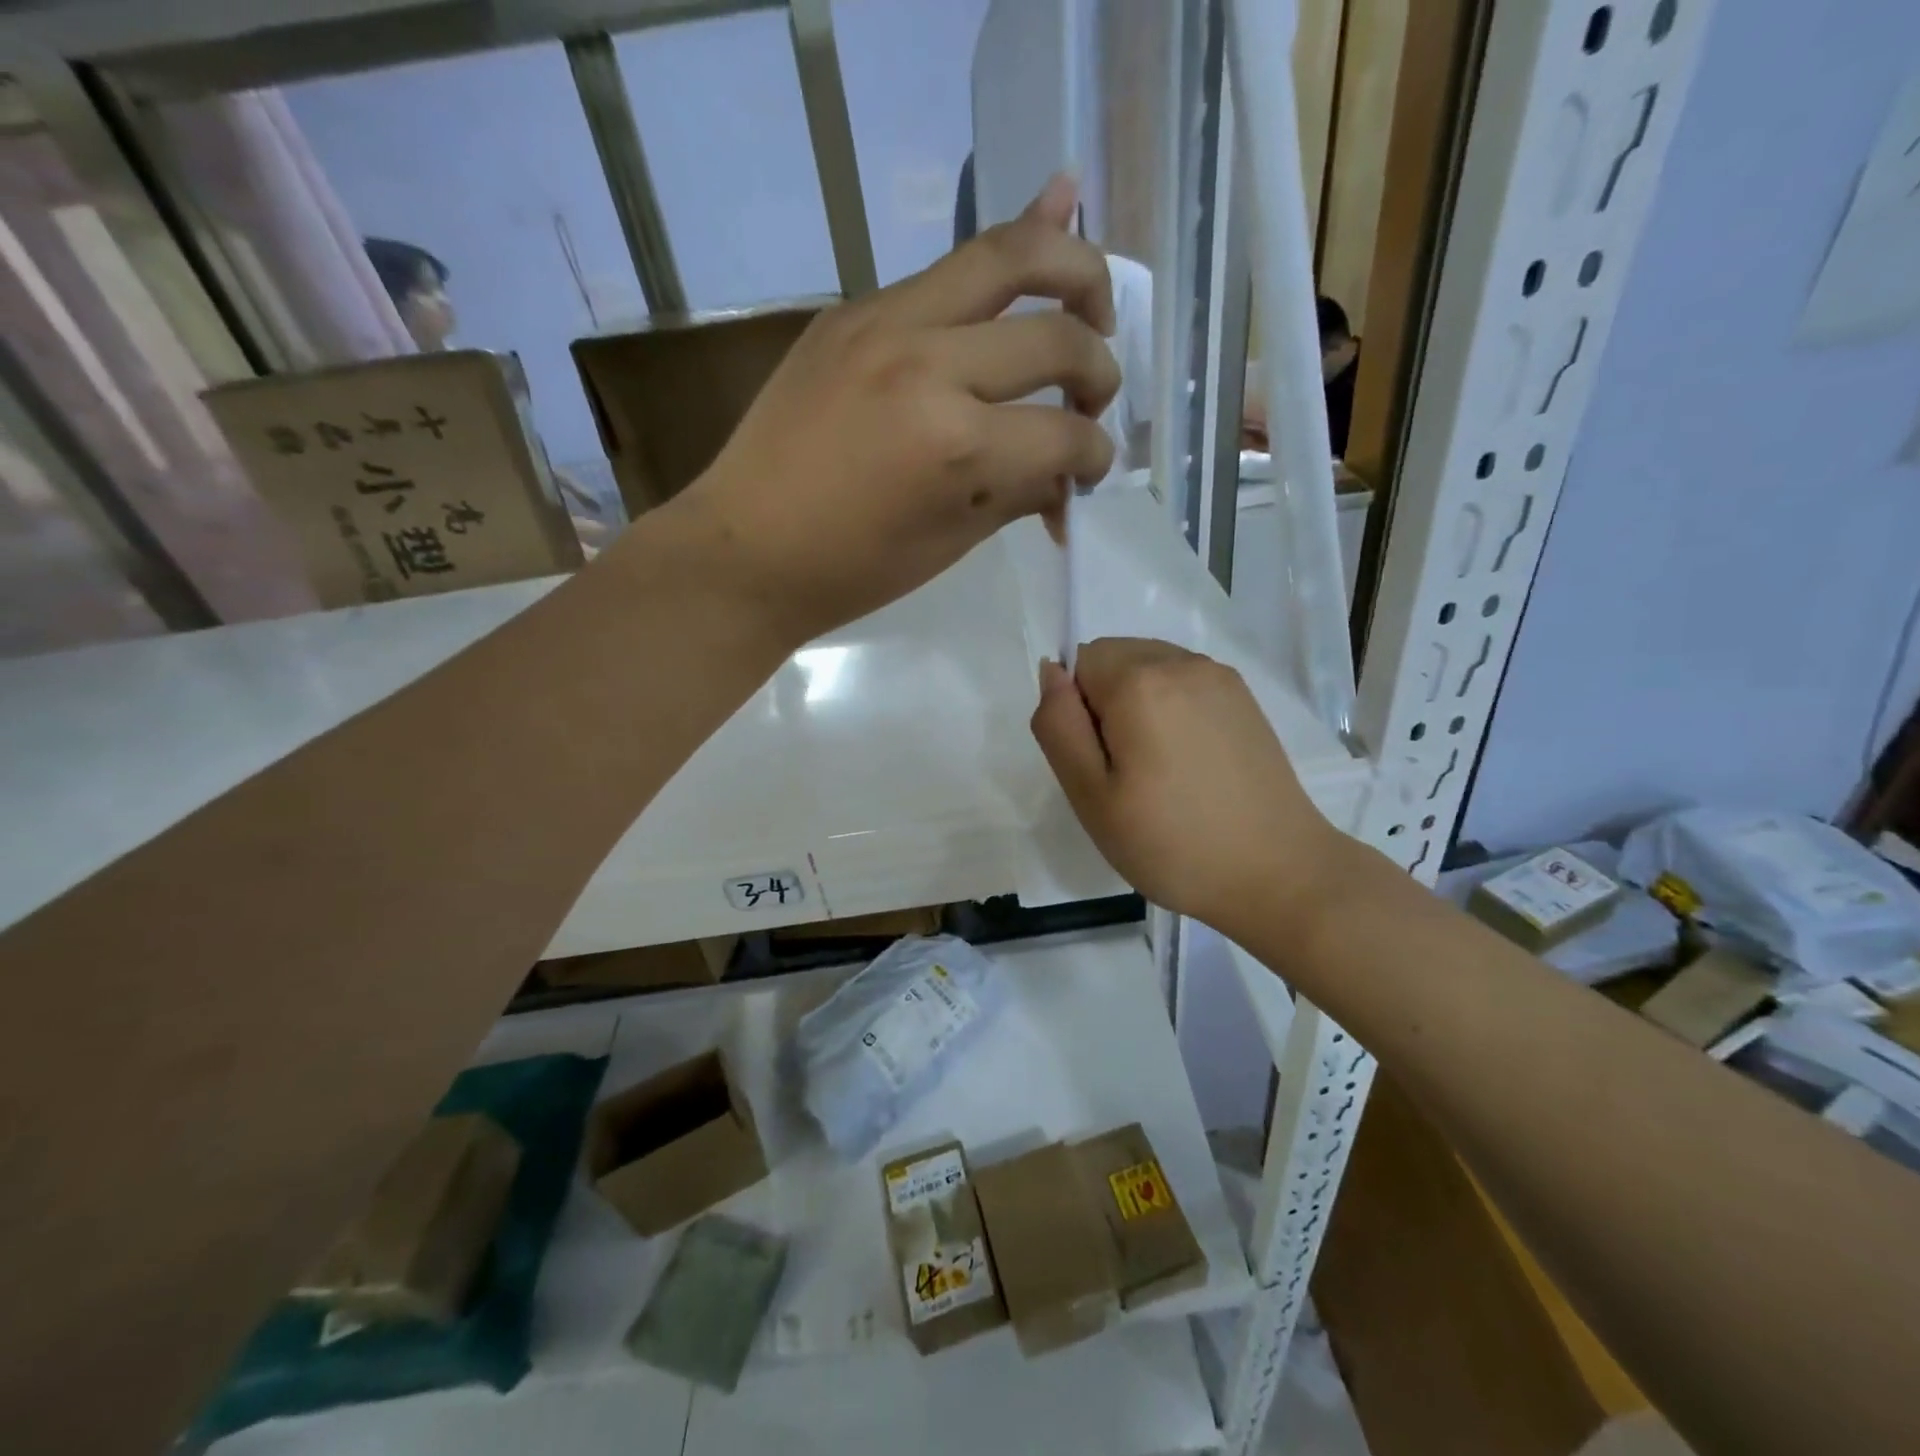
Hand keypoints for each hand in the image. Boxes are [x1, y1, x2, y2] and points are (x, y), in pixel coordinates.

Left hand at [672, 174, 1118, 643]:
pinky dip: (999, 272)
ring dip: (1071, 270)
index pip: (1064, 435)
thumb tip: (1068, 473)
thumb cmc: (850, 571)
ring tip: (1092, 304)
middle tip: (1099, 393)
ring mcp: (885, 323)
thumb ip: (1019, 492)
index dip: (1095, 458)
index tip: (1091, 473)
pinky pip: (943, 274)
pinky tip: (1037, 247)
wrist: (745, 550)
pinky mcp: (852, 312)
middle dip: (1098, 369)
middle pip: (1055, 333)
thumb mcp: (950, 543)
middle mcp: (929, 364)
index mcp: (957, 446)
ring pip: (1005, 255)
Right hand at [1030, 638, 1339, 935]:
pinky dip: (1172, 711)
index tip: (1101, 764)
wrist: (1277, 874)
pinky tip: (1190, 763)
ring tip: (1160, 770)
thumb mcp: (1091, 795)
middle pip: (1114, 658)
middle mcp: (1181, 662)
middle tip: (1126, 773)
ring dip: (1138, 706)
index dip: (1077, 713)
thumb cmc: (1171, 843)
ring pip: (1148, 668)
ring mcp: (1219, 677)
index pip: (1078, 663)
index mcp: (1140, 681)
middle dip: (1105, 704)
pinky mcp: (1244, 698)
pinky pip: (1183, 683)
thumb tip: (1052, 671)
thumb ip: (1059, 726)